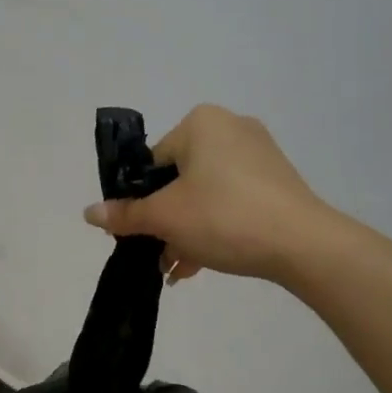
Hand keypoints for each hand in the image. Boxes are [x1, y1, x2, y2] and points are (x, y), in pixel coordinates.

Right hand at [84, 104, 327, 283]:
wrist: (303, 244)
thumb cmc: (224, 217)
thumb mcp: (165, 217)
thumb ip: (125, 215)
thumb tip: (89, 212)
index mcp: (201, 123)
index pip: (152, 162)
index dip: (138, 200)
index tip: (135, 232)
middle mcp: (230, 128)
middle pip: (178, 180)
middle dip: (164, 222)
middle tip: (156, 255)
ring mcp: (258, 155)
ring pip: (204, 194)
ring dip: (185, 231)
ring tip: (176, 269)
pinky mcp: (277, 181)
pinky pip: (231, 201)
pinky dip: (213, 227)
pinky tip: (199, 264)